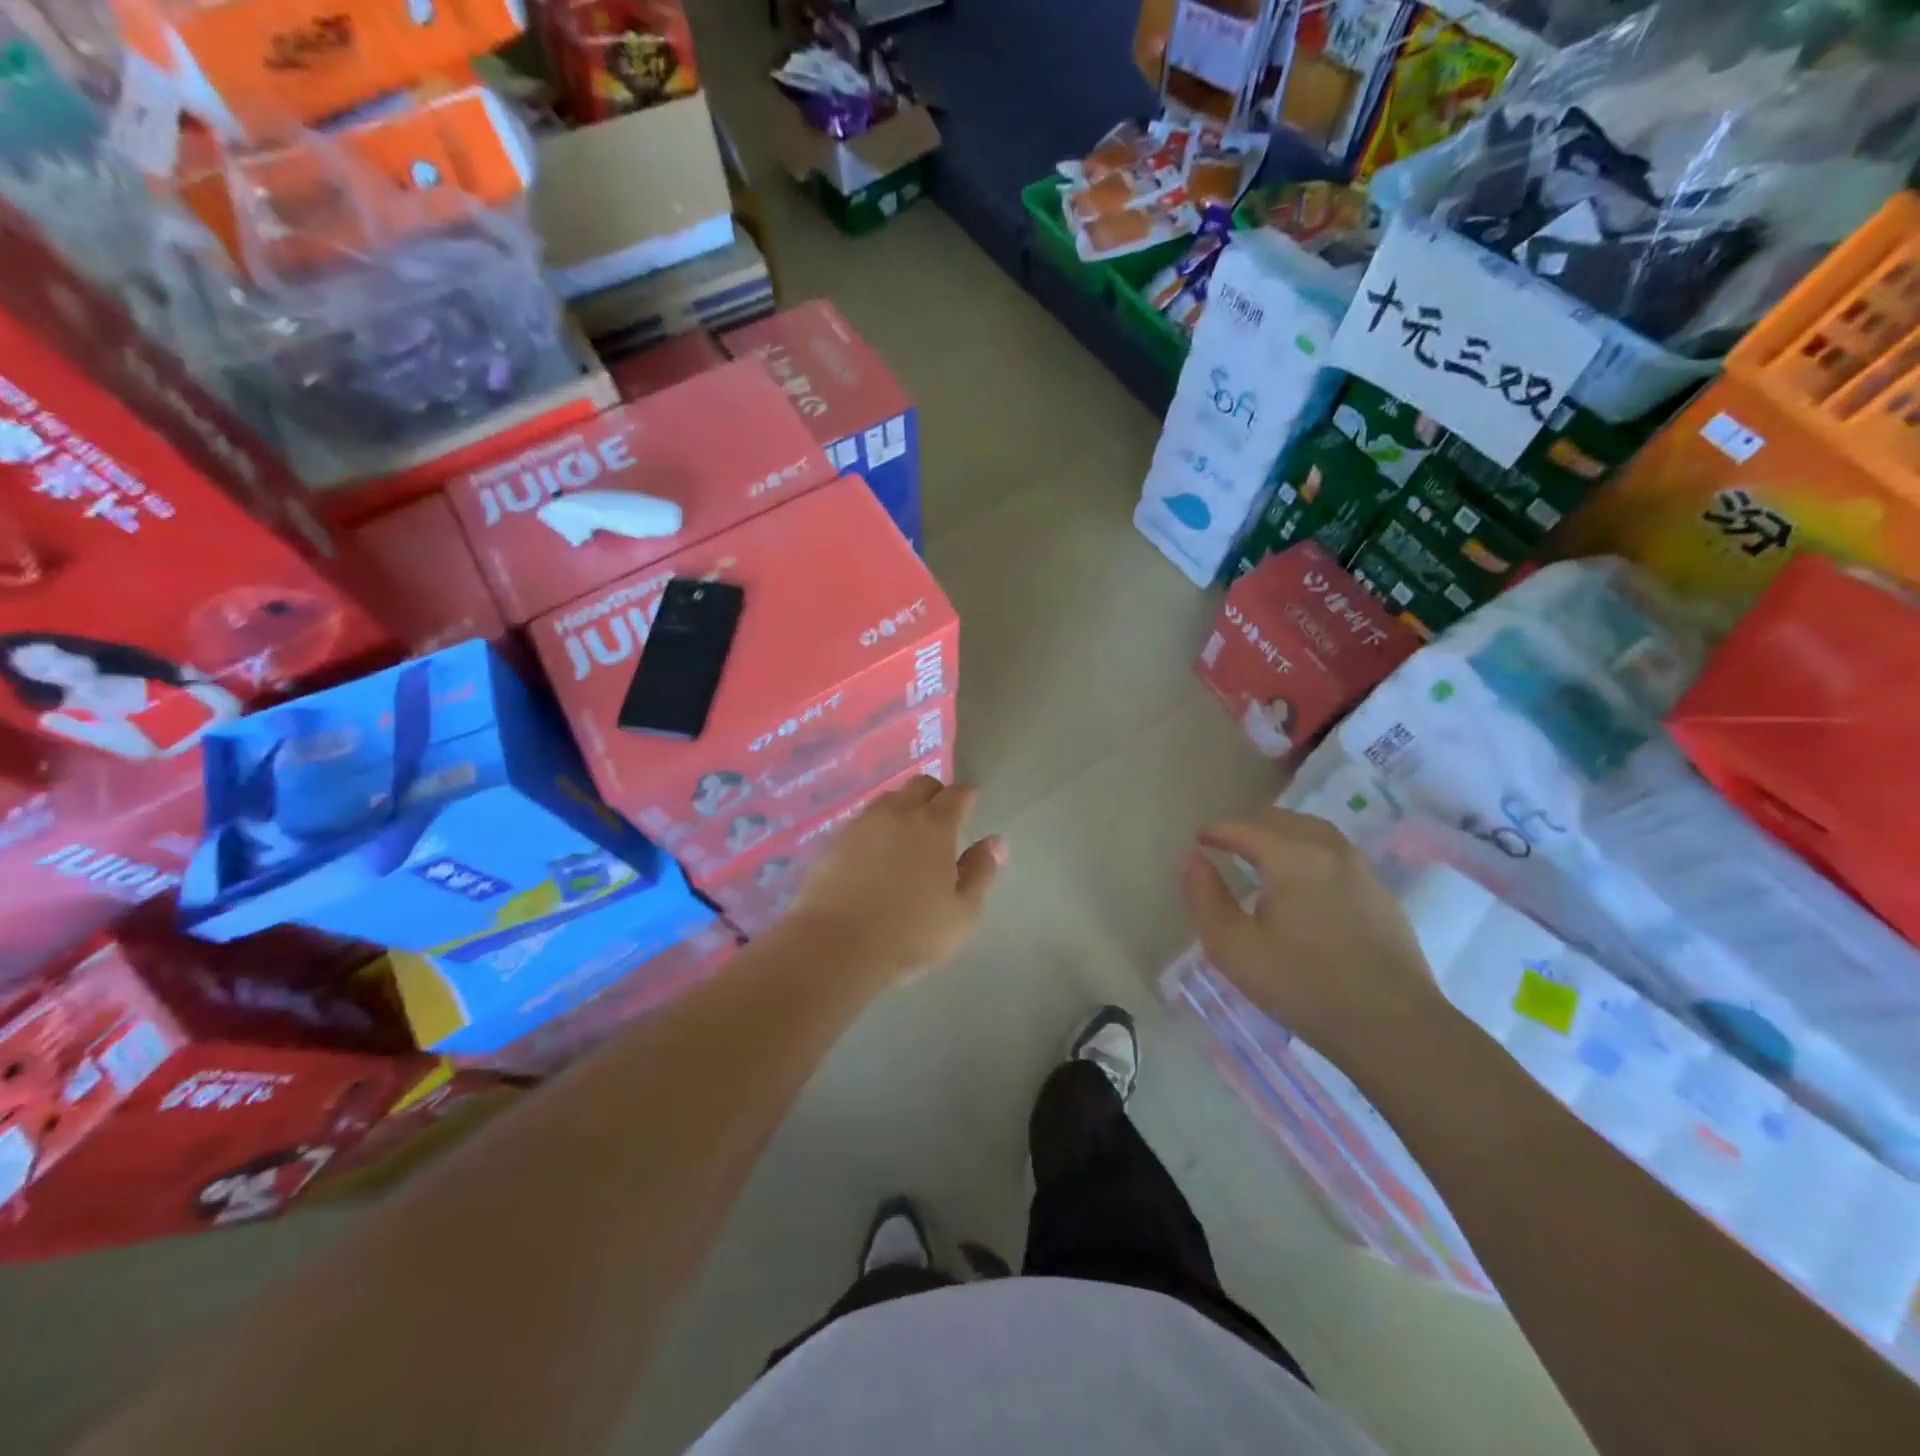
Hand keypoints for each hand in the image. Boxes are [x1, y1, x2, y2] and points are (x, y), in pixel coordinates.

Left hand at [789, 776, 1005, 981]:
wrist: (835, 945)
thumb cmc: (910, 933)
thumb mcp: (962, 913)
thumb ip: (980, 873)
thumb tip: (996, 842)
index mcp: (935, 826)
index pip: (957, 795)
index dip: (967, 797)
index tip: (971, 806)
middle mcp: (898, 814)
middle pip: (920, 785)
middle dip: (935, 794)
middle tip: (941, 819)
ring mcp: (862, 825)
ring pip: (889, 800)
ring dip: (903, 808)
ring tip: (907, 835)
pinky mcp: (834, 842)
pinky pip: (862, 822)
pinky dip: (876, 829)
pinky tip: (875, 854)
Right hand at [1181, 806, 1447, 1061]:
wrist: (1393, 1026)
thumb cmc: (1302, 985)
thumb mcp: (1233, 947)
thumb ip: (1205, 897)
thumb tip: (1192, 858)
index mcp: (1290, 856)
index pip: (1244, 828)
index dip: (1216, 831)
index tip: (1199, 841)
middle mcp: (1328, 849)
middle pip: (1282, 820)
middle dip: (1251, 827)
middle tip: (1229, 847)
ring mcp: (1361, 869)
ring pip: (1315, 831)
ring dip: (1284, 835)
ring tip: (1266, 858)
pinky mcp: (1381, 893)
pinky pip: (1337, 854)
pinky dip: (1311, 853)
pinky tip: (1306, 884)